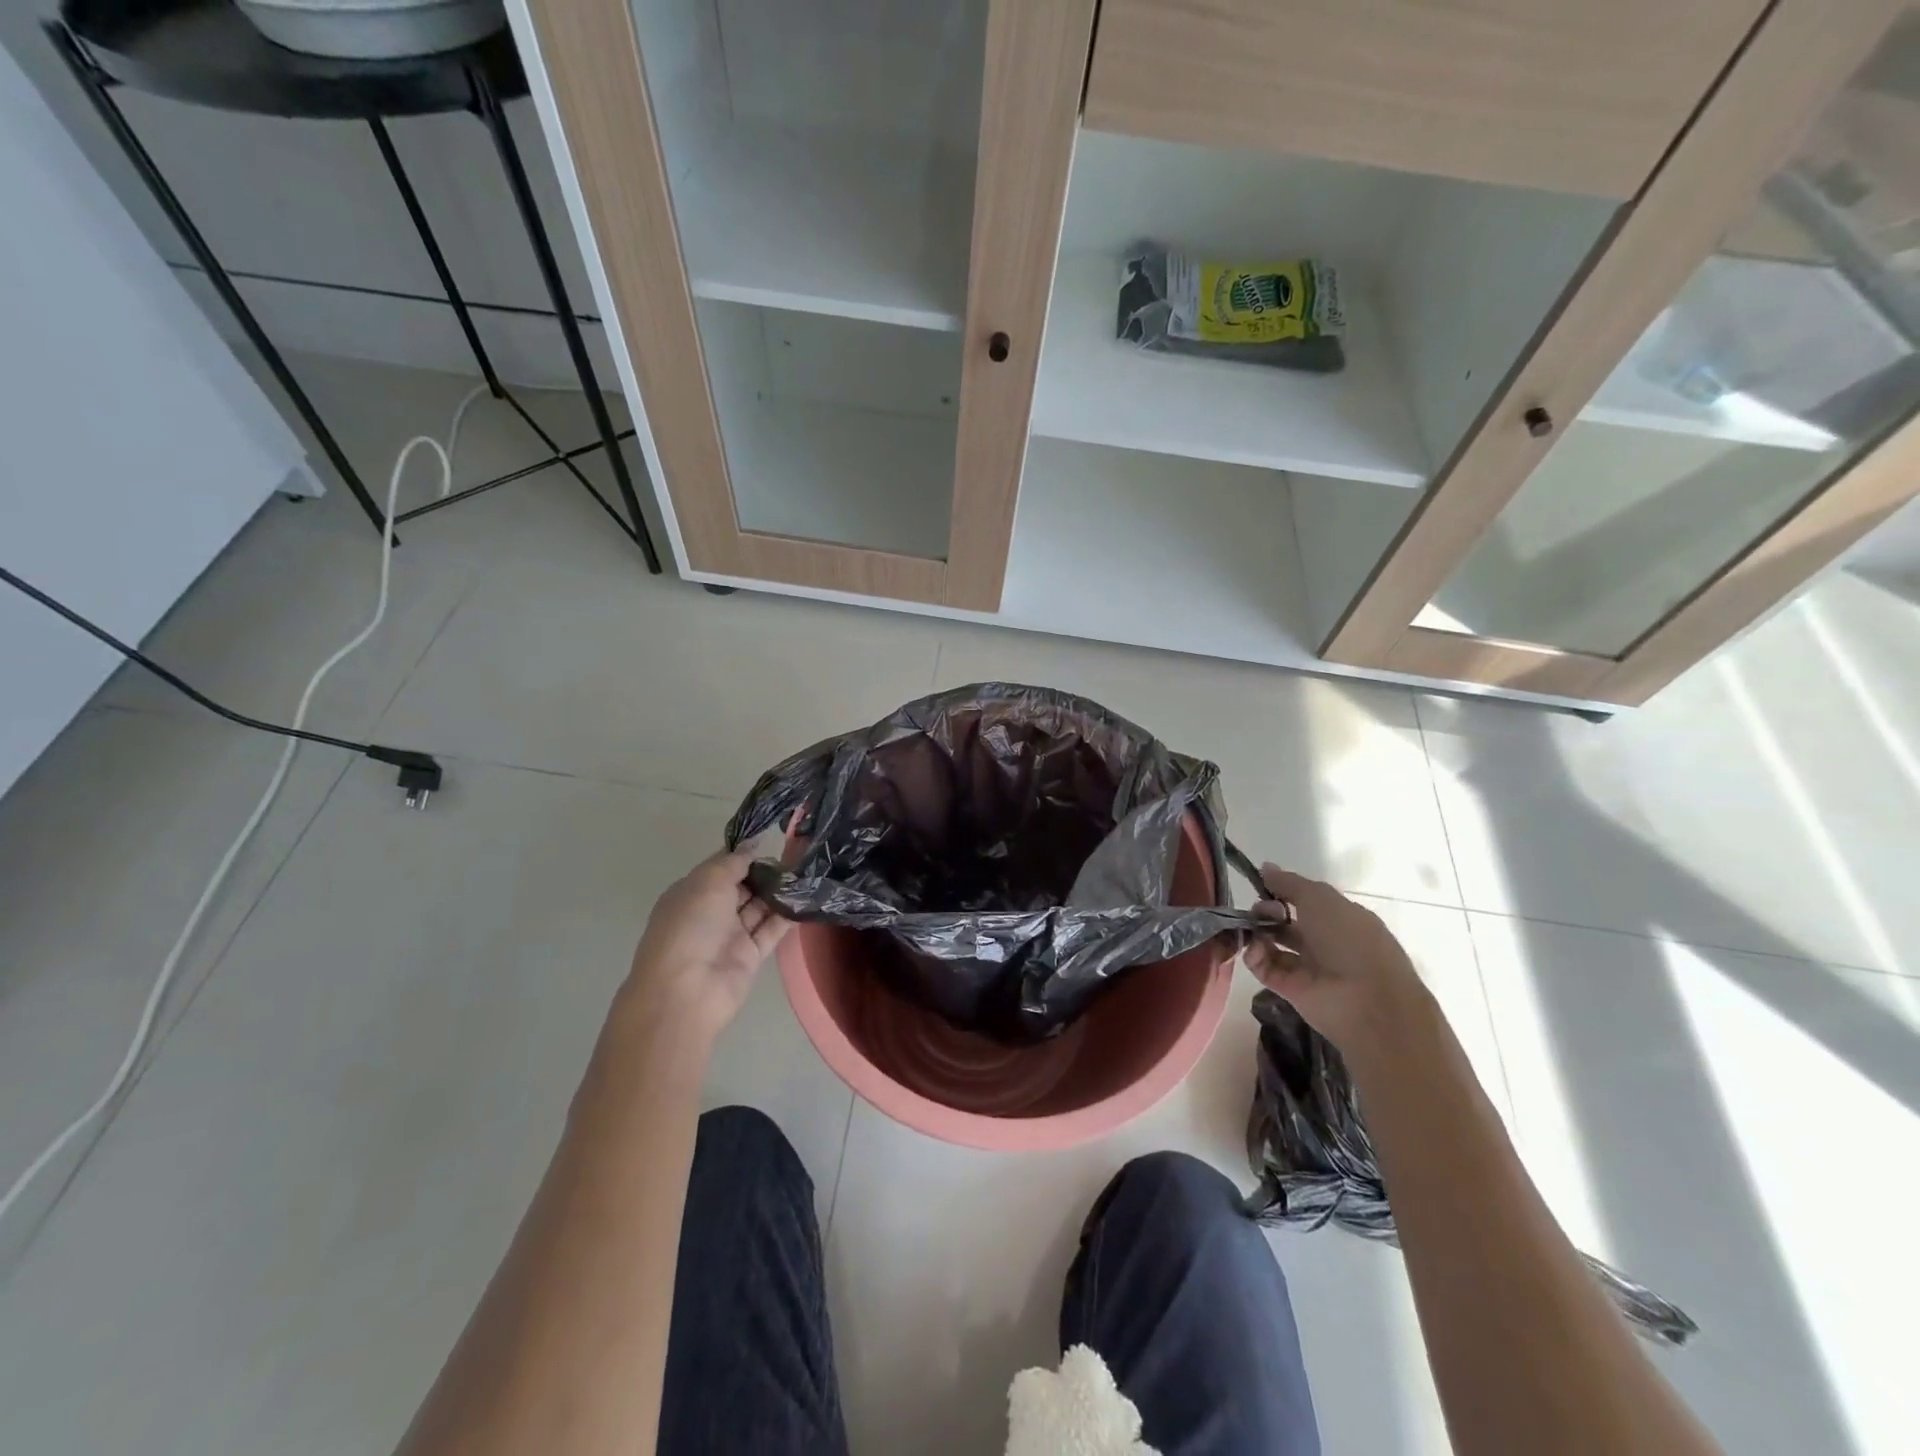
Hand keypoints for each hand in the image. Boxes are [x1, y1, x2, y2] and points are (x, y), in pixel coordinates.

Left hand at [621, 847, 792, 1045]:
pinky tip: (808, 897)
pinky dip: (788, 915)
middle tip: (799, 853)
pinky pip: (772, 930)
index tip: (773, 839)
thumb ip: (734, 861)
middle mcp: (711, 912)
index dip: (745, 853)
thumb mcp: (708, 881)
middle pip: (744, 886)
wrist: (687, 991)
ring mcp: (731, 935)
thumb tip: (753, 843)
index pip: (722, 867)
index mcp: (692, 892)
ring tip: (809, 871)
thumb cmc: (691, 926)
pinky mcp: (751, 955)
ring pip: (760, 907)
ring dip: (780, 891)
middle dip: (767, 871)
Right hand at [1242, 863, 1431, 1055]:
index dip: (1281, 891)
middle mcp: (1323, 941)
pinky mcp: (1290, 989)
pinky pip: (1265, 967)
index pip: (1303, 900)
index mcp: (1338, 917)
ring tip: (1250, 929)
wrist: (1367, 1001)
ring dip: (1256, 932)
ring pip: (1272, 943)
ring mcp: (1307, 966)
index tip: (1261, 885)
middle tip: (1259, 912)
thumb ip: (1288, 882)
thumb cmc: (1349, 939)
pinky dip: (1255, 955)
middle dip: (1266, 911)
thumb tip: (1265, 867)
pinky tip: (1253, 948)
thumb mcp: (1320, 898)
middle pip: (1284, 921)